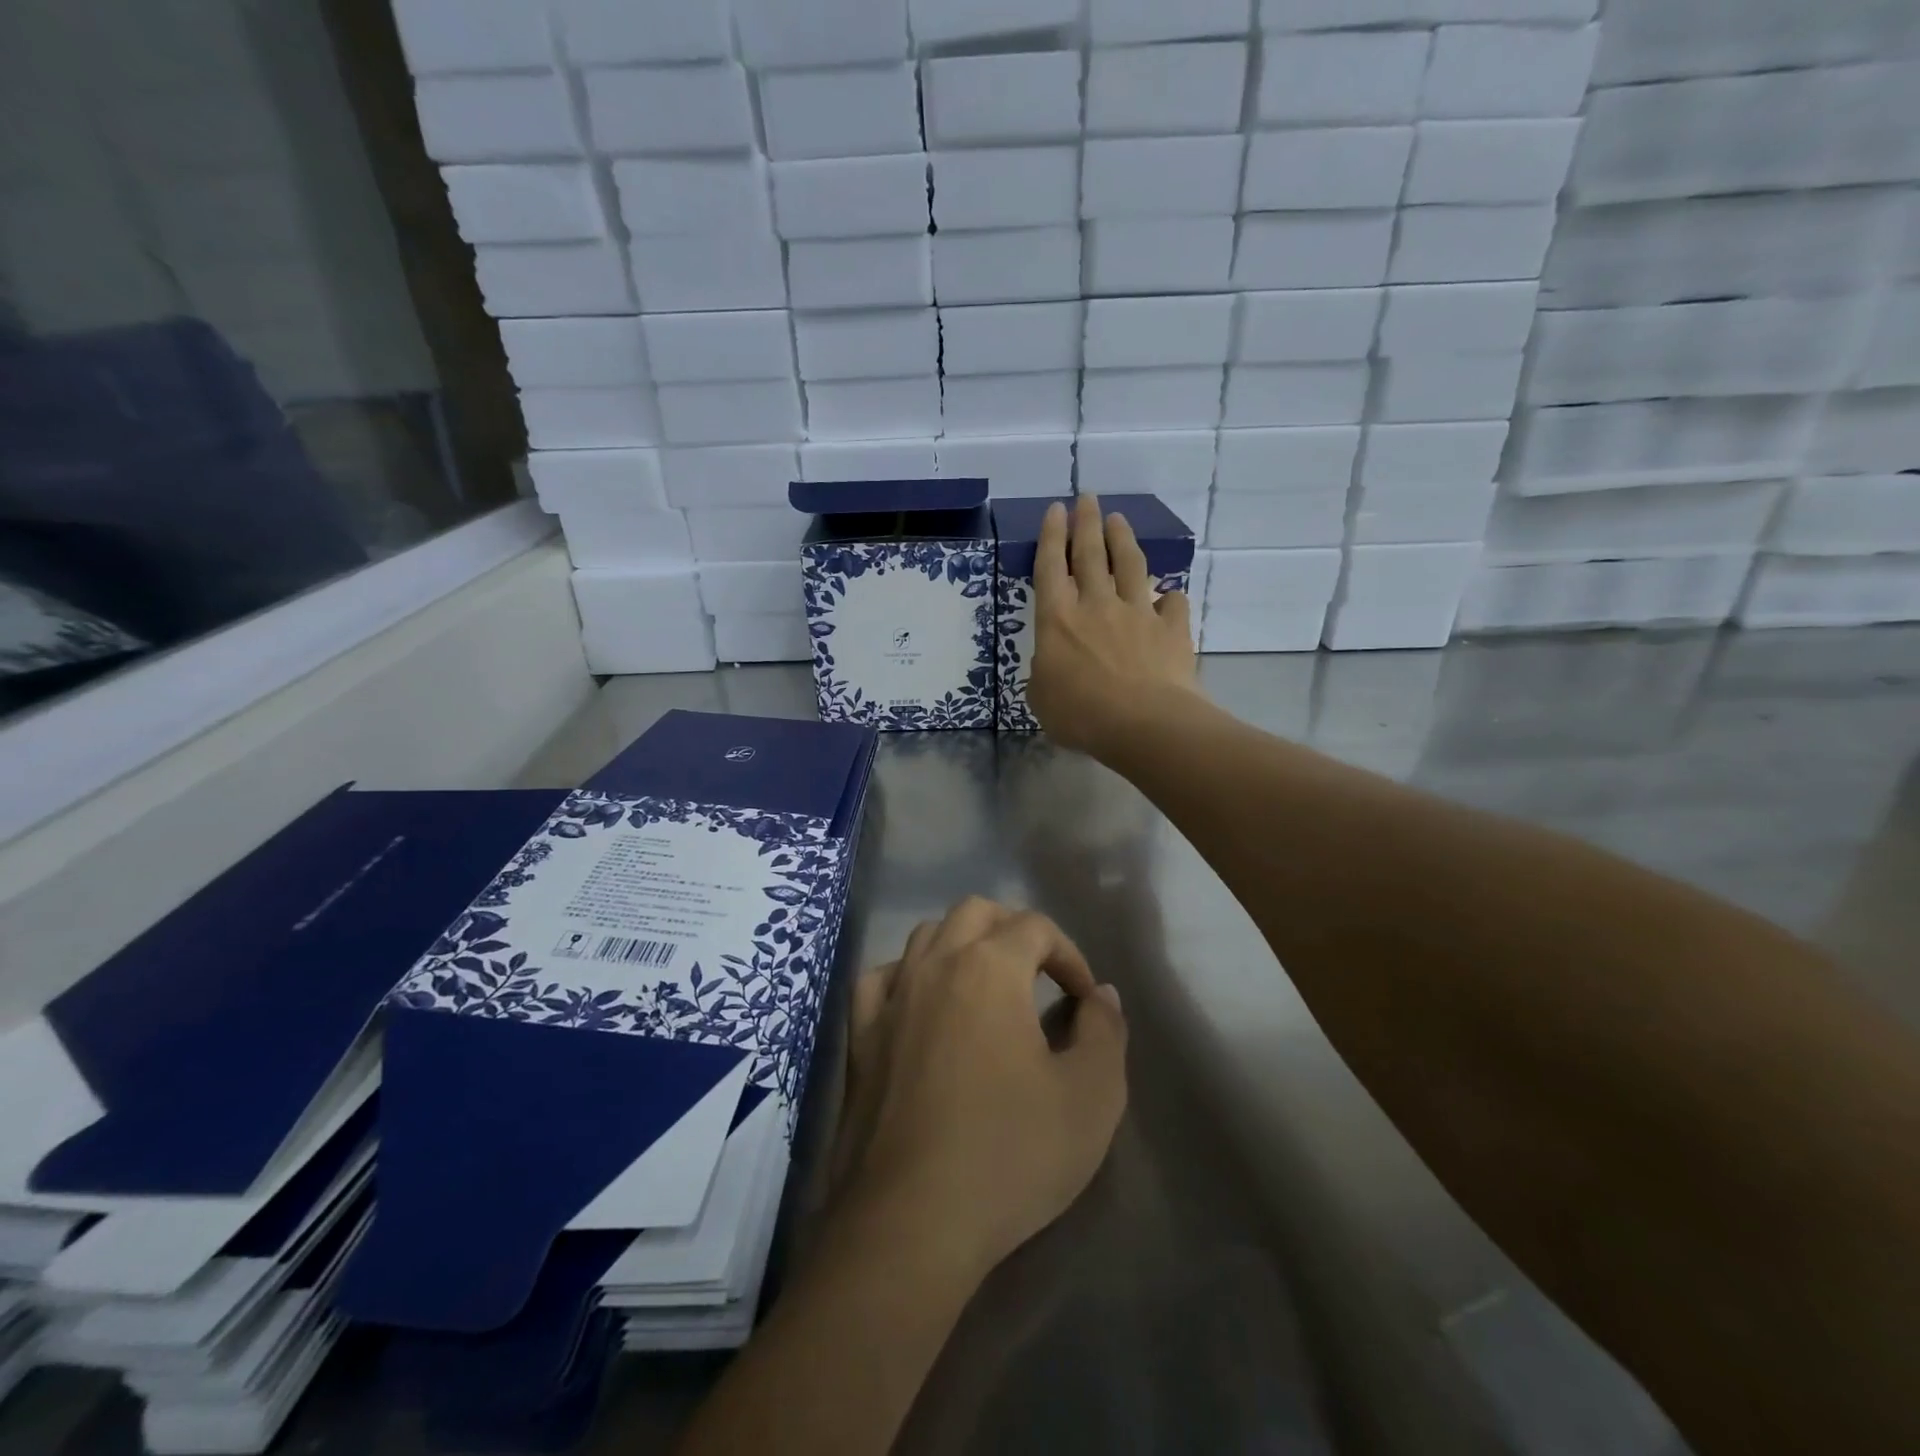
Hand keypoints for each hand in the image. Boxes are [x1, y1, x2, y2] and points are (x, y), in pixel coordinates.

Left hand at [831, 898, 1127, 1284]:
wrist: (912, 1220)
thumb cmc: (1010, 1153)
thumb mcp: (1091, 1096)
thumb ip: (1105, 1031)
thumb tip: (1101, 994)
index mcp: (990, 968)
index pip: (1035, 927)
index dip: (1069, 954)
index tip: (1084, 999)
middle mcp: (936, 964)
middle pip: (976, 912)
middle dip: (1015, 931)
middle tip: (1040, 975)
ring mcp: (891, 997)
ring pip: (926, 935)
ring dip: (962, 944)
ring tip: (986, 986)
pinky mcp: (860, 1036)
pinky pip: (881, 978)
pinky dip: (907, 976)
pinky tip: (920, 1004)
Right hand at [1028, 494, 1201, 758]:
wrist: (1144, 724)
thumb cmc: (1082, 715)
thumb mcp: (1041, 699)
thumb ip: (1044, 674)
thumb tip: (1054, 664)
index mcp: (1058, 620)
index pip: (1051, 567)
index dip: (1052, 536)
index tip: (1056, 509)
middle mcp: (1097, 605)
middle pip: (1091, 554)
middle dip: (1087, 522)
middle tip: (1088, 497)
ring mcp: (1137, 613)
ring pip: (1131, 566)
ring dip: (1124, 540)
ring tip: (1120, 519)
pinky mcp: (1171, 629)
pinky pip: (1173, 603)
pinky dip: (1170, 596)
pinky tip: (1170, 596)